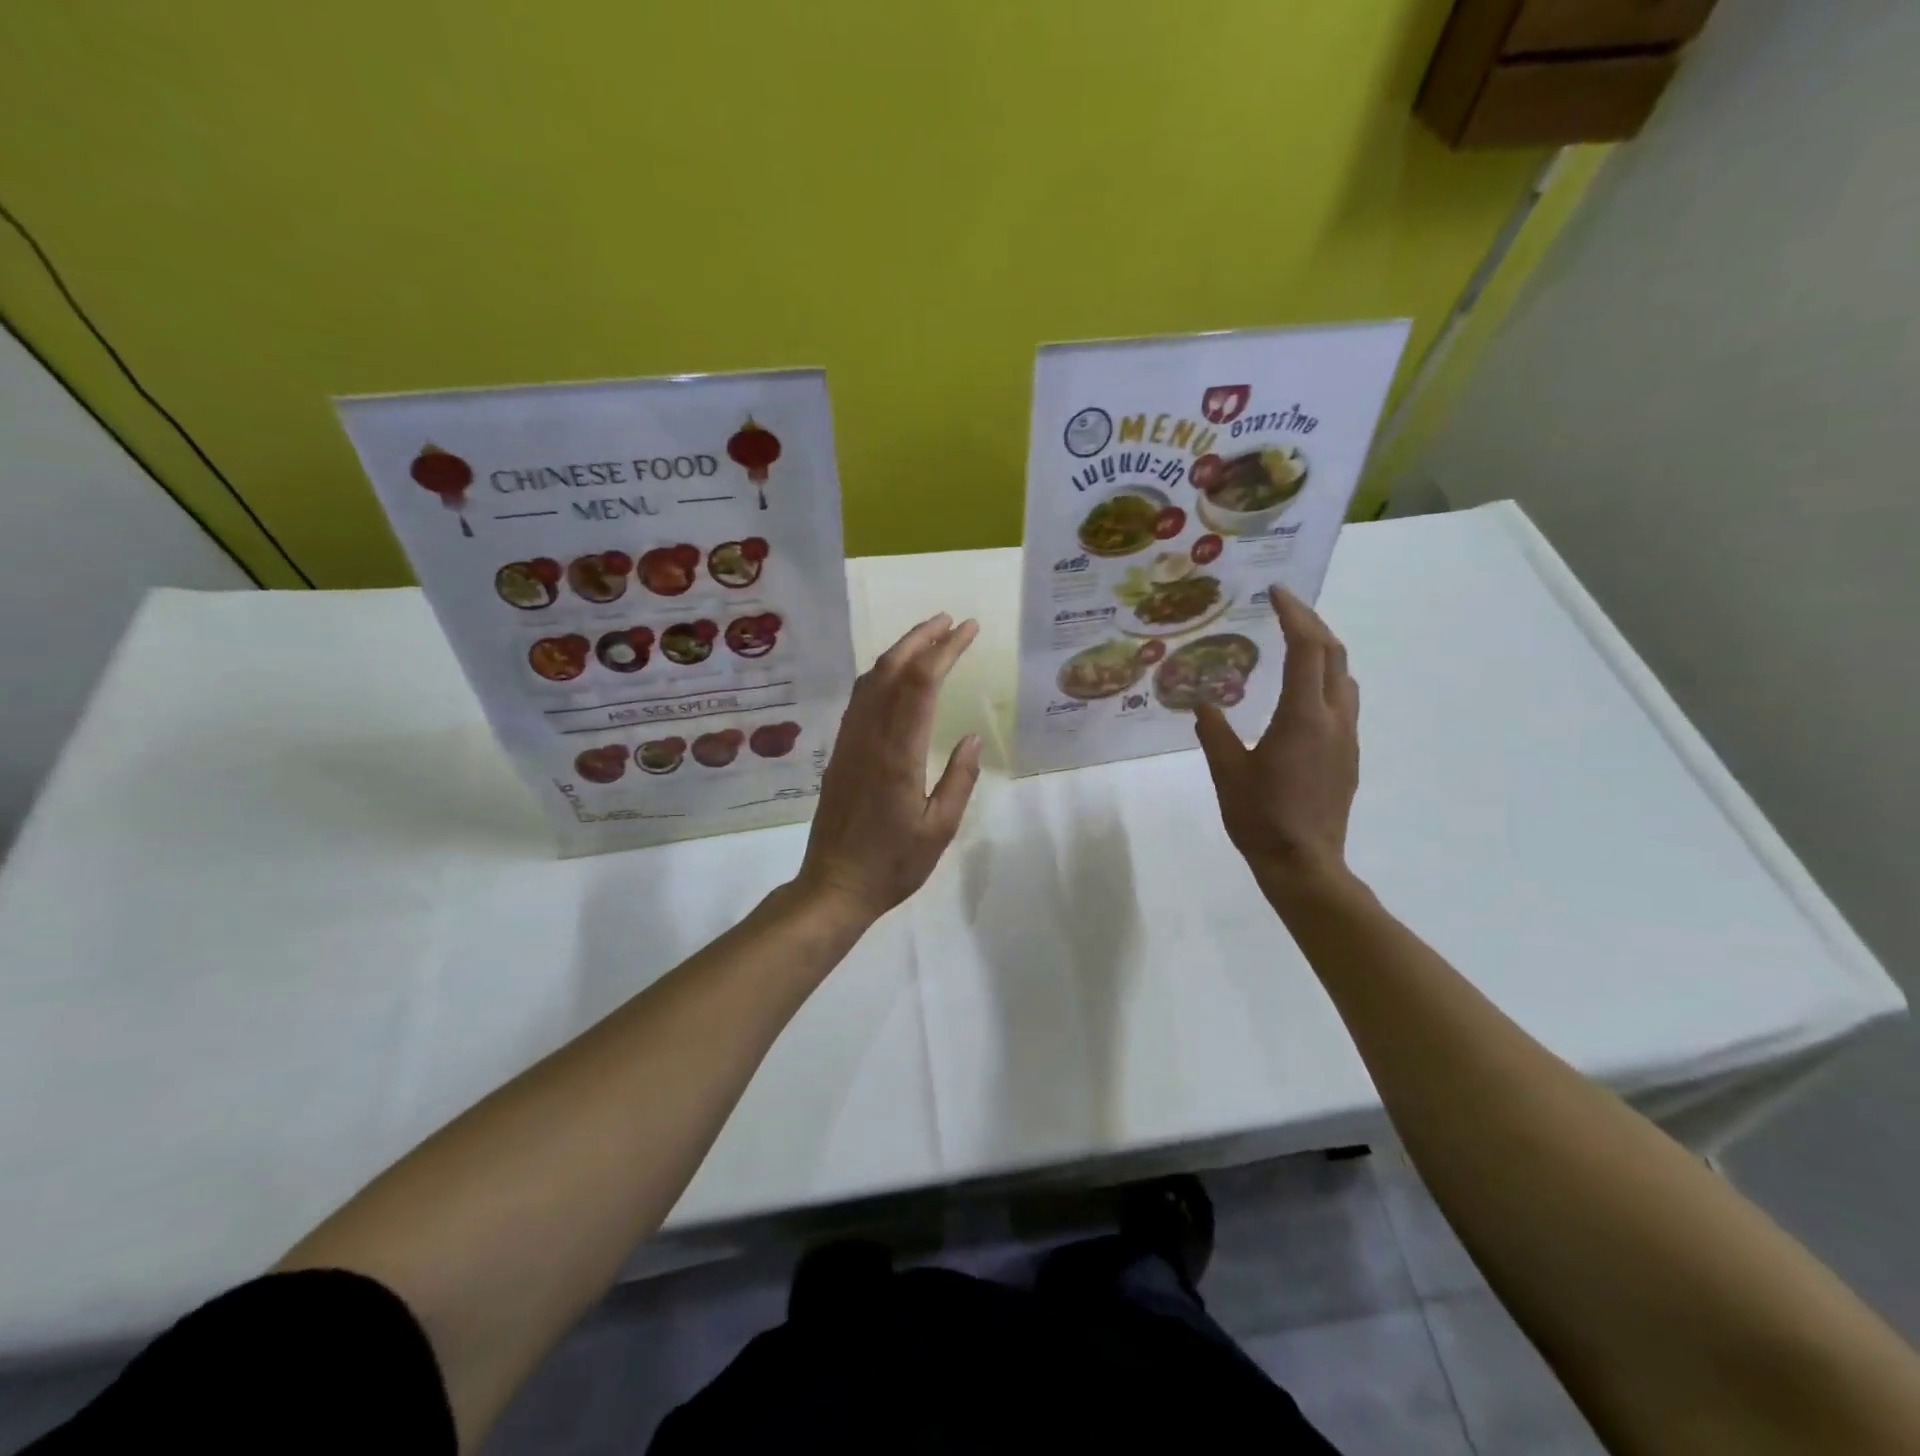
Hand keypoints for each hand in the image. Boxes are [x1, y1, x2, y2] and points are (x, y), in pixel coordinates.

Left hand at [796, 613, 983, 920]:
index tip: (968, 630)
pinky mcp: (839, 751)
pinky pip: (860, 700)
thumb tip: (970, 736)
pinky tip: (895, 676)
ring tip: (928, 637)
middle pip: (892, 670)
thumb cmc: (893, 865)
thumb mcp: (939, 829)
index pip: (922, 684)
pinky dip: (881, 675)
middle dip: (921, 638)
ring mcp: (849, 742)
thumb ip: (959, 779)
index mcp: (899, 755)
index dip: (945, 650)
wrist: (833, 885)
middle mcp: (870, 737)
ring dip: (900, 651)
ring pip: (871, 680)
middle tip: (950, 621)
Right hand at [1194, 586, 1359, 895]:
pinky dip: (1325, 678)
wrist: (1305, 864)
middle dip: (1312, 623)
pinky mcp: (1348, 755)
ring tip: (1294, 642)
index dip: (1294, 615)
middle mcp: (1333, 718)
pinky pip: (1342, 701)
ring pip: (1344, 677)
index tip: (1276, 591)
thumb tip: (1201, 703)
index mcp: (1302, 717)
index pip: (1306, 649)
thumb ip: (1214, 732)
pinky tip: (1300, 692)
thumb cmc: (1260, 818)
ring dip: (1323, 650)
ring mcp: (1347, 737)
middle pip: (1333, 654)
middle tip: (1284, 608)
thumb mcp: (1227, 772)